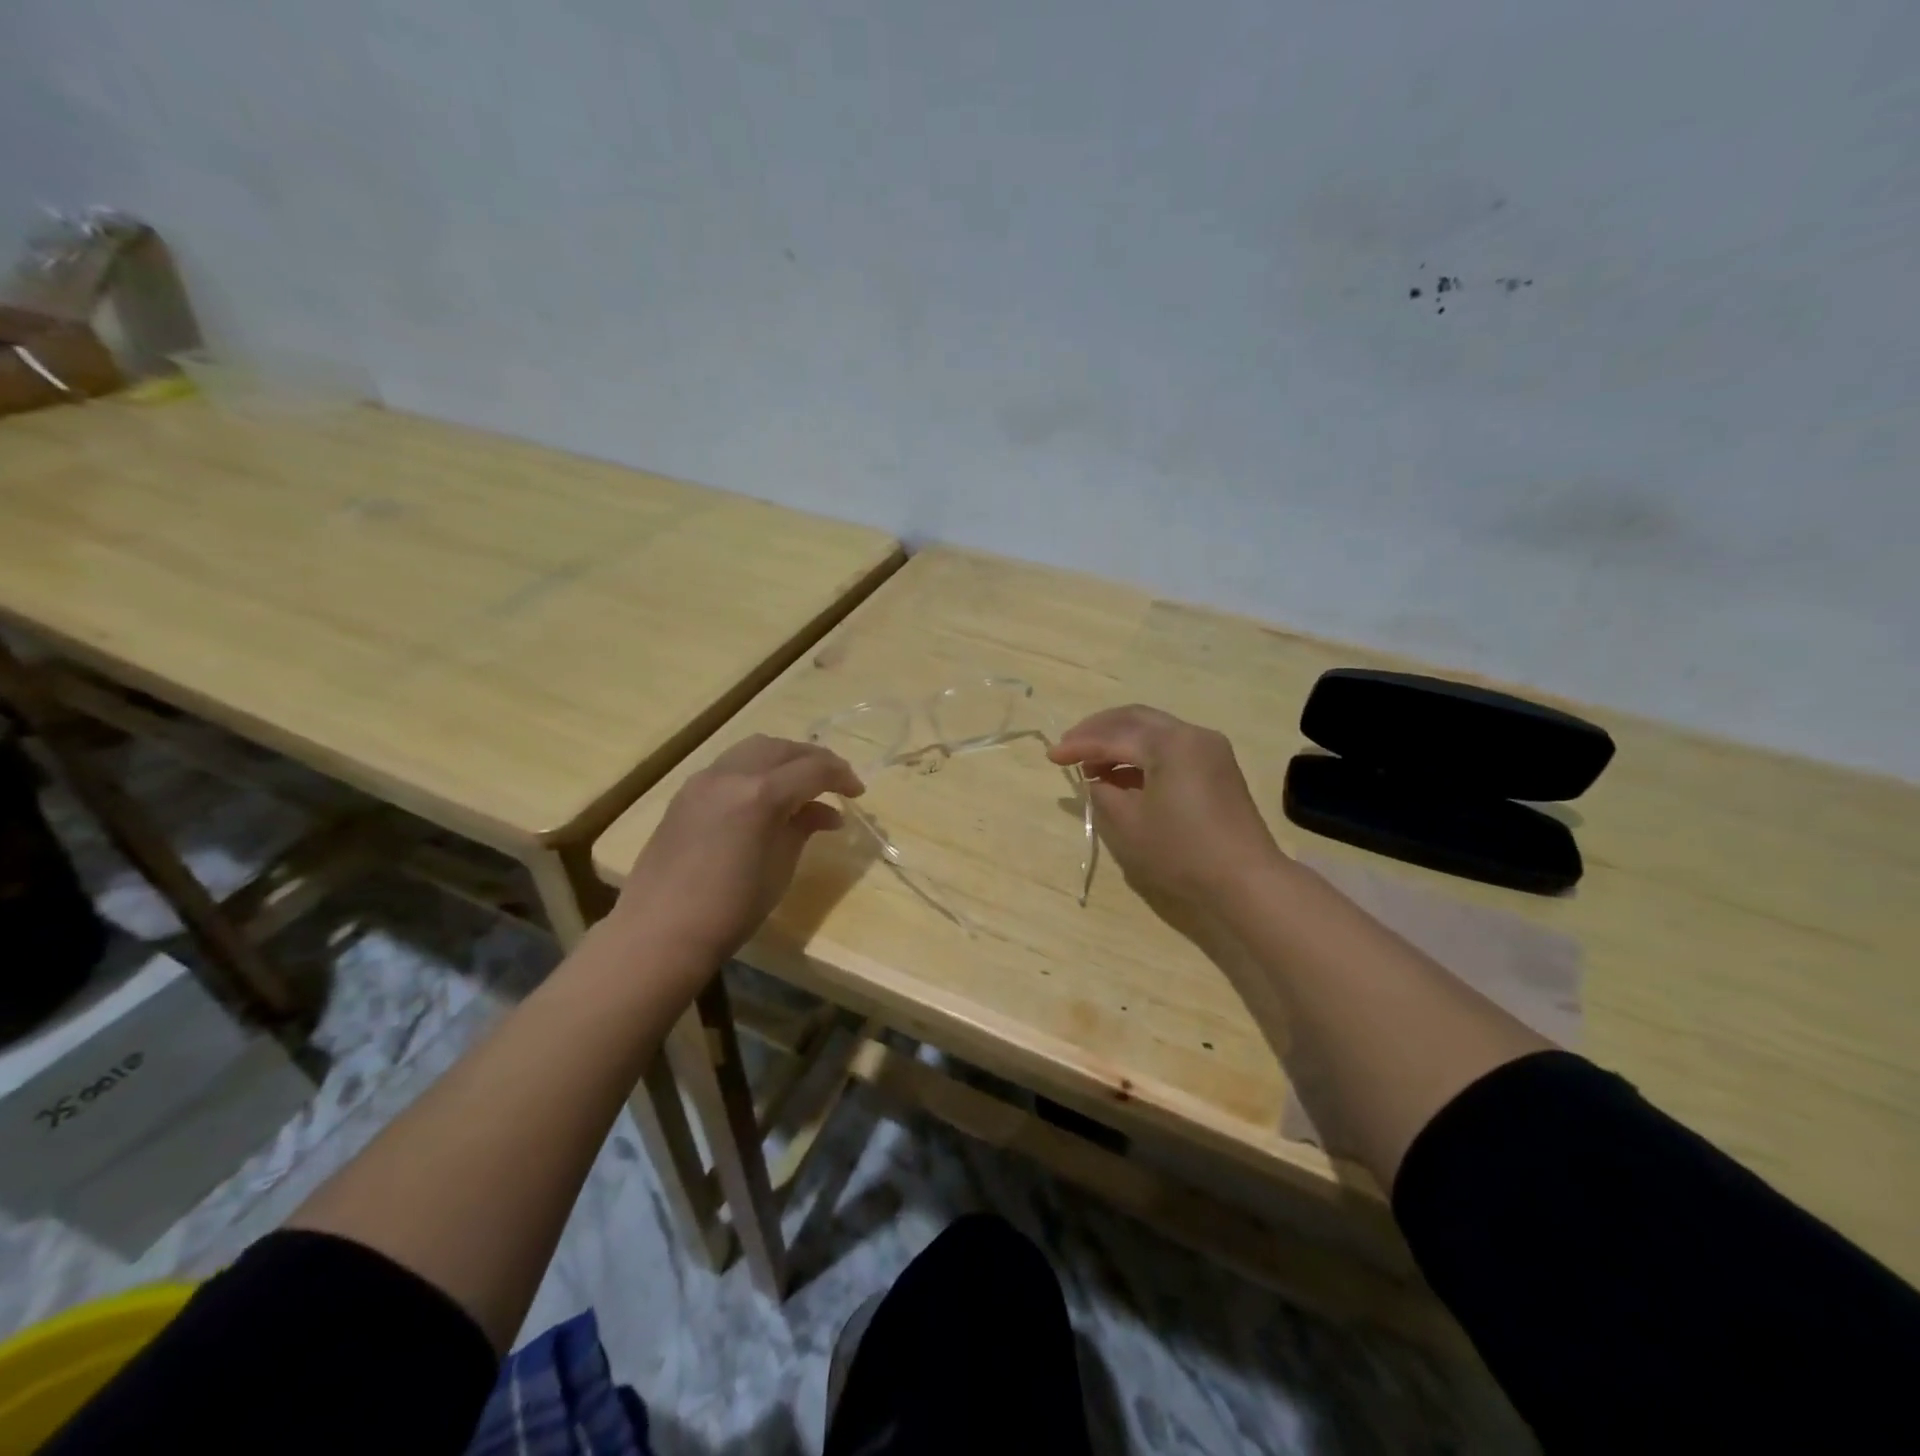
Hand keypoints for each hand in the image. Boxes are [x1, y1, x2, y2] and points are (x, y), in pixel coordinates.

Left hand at [612, 735, 863, 967]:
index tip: (858, 792)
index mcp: (760, 794)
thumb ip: (802, 829)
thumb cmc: (730, 909)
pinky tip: (766, 797)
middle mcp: (731, 774)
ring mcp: (703, 780)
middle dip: (814, 760)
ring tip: (802, 784)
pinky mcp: (685, 794)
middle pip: (783, 748)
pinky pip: (730, 766)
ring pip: (753, 749)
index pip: (813, 769)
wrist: (659, 932)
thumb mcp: (779, 868)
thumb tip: (825, 813)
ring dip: (784, 759)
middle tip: (836, 782)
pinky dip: (756, 770)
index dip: (842, 776)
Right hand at [1048, 705, 1285, 915]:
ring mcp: (1209, 748)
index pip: (1113, 737)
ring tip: (1092, 766)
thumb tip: (1098, 780)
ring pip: (1153, 730)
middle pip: (1134, 719)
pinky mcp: (1216, 766)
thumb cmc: (1181, 852)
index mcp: (1170, 743)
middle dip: (1098, 730)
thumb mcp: (1128, 825)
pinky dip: (1142, 754)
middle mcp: (1191, 734)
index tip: (1050, 757)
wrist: (1246, 879)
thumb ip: (1104, 793)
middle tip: (1069, 747)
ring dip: (1119, 741)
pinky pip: (1170, 746)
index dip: (1078, 746)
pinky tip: (1124, 775)